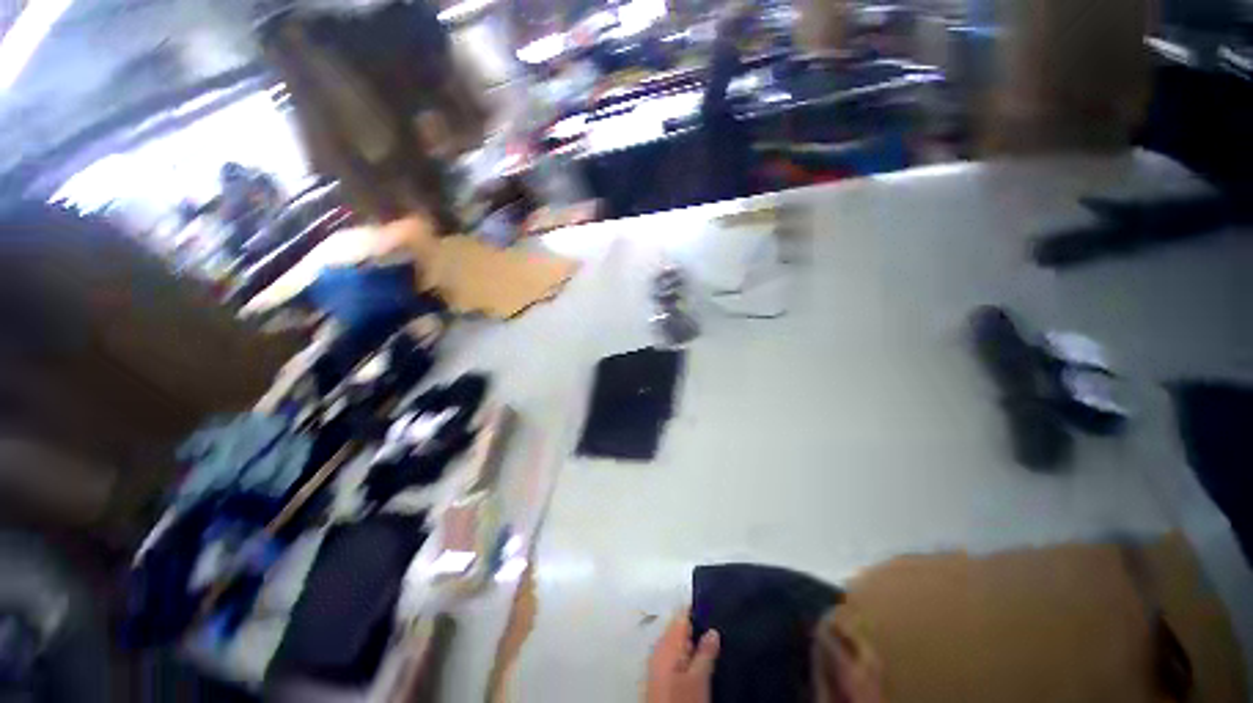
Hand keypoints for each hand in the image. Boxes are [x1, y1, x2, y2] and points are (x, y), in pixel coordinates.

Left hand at [646, 609, 719, 702]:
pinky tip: (701, 661)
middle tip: (719, 629)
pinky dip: (687, 654)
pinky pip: (675, 655)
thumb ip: (705, 652)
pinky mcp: (660, 676)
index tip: (715, 606)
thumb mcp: (698, 680)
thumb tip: (713, 630)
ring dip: (694, 642)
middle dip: (698, 627)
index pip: (682, 615)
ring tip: (715, 643)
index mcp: (666, 643)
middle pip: (679, 627)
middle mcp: (659, 648)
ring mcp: (657, 662)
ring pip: (678, 641)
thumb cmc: (681, 701)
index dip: (698, 609)